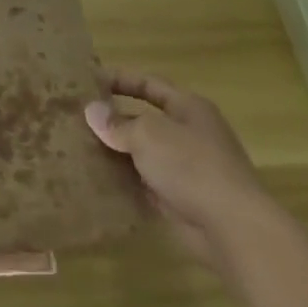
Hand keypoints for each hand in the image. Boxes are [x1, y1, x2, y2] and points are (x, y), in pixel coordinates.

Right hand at [84, 69, 271, 264]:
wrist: (232, 226)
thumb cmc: (191, 165)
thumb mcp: (148, 135)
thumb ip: (117, 123)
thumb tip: (92, 111)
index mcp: (188, 108)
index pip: (149, 84)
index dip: (119, 79)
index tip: (87, 81)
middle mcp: (189, 133)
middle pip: (144, 118)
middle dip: (112, 119)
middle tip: (75, 118)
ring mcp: (186, 167)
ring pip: (142, 152)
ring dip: (115, 151)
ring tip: (78, 148)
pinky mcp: (180, 197)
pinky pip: (145, 182)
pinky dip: (124, 180)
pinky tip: (97, 180)